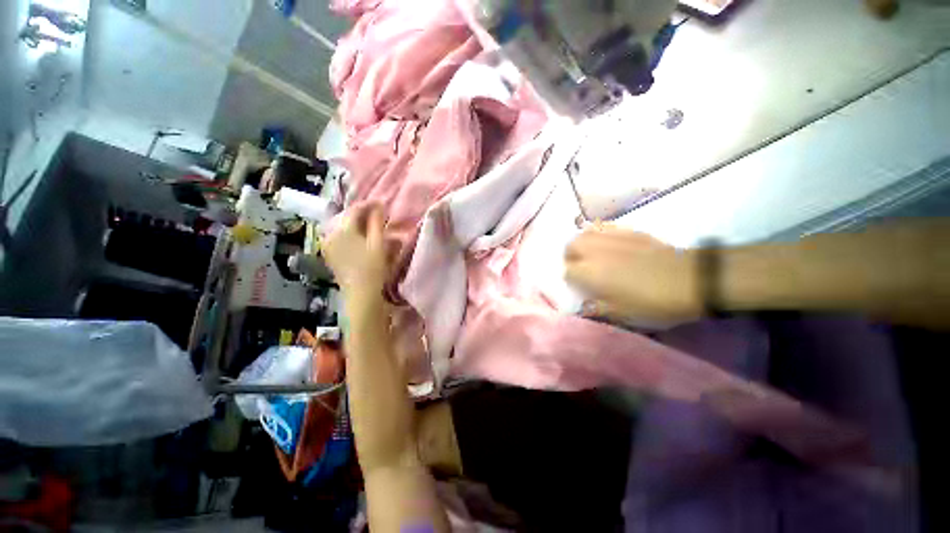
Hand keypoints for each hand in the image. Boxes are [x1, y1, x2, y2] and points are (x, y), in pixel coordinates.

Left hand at [322, 203, 389, 302]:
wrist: (361, 293)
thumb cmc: (373, 268)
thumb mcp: (378, 243)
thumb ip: (377, 222)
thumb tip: (379, 204)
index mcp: (343, 230)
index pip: (356, 210)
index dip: (369, 205)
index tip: (382, 203)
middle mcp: (331, 234)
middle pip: (348, 218)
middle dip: (364, 215)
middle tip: (379, 214)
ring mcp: (328, 245)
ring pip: (344, 227)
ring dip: (358, 225)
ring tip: (372, 226)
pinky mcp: (329, 254)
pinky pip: (340, 237)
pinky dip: (352, 234)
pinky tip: (361, 238)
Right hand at [565, 226, 702, 322]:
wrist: (691, 280)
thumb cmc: (653, 302)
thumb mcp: (622, 315)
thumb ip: (596, 308)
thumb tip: (582, 306)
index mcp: (590, 273)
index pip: (567, 272)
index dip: (571, 280)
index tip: (579, 287)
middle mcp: (595, 251)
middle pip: (571, 246)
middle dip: (571, 257)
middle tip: (581, 268)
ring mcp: (611, 238)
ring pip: (584, 233)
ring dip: (582, 243)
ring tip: (590, 254)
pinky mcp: (628, 231)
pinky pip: (603, 226)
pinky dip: (598, 233)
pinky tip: (606, 242)